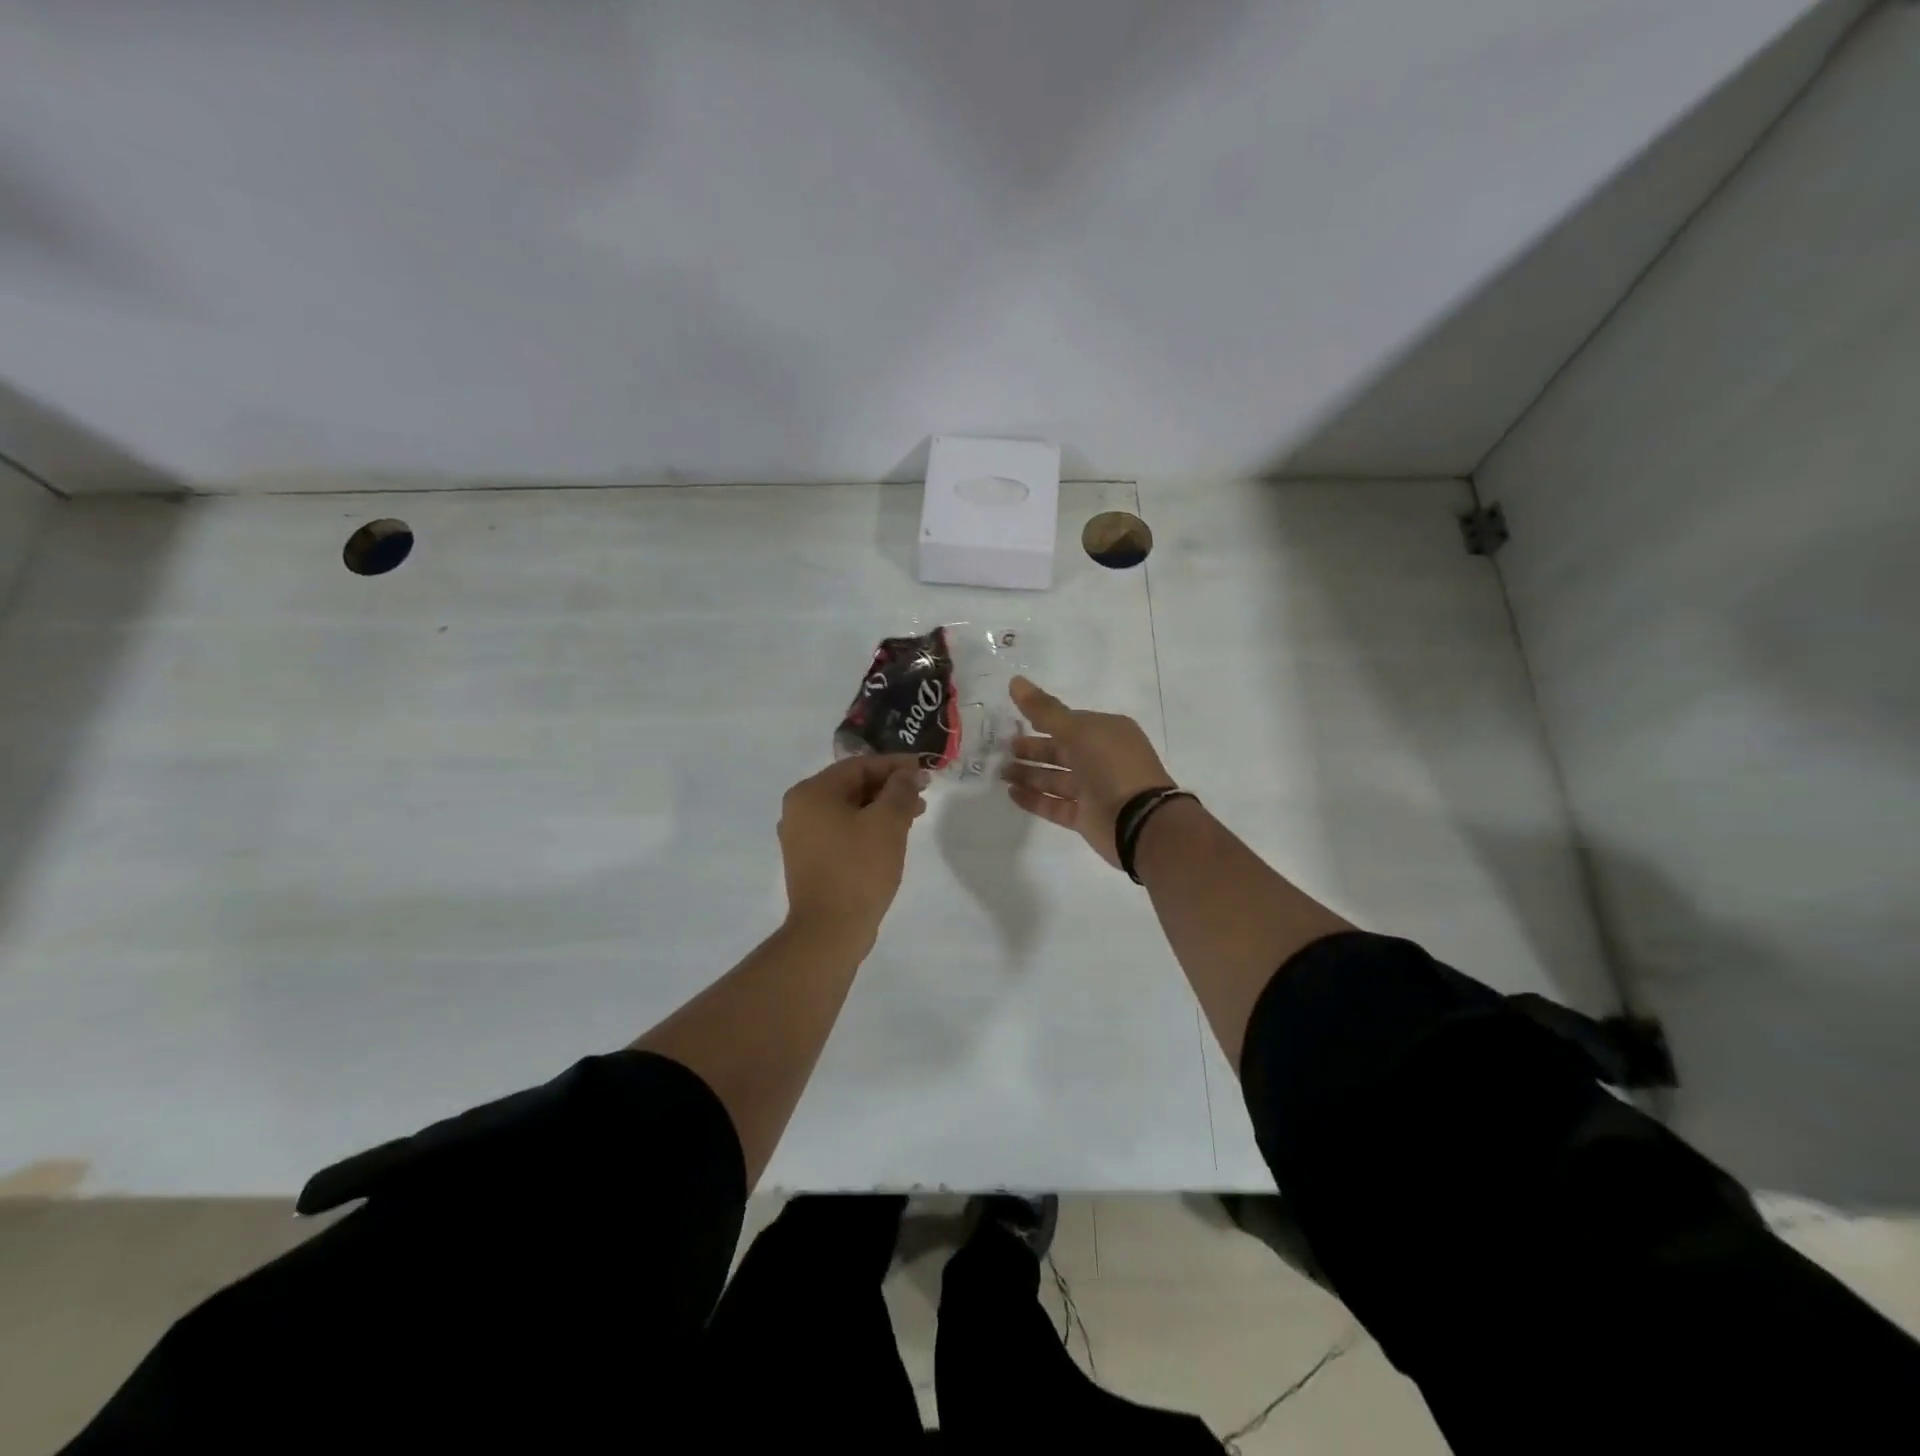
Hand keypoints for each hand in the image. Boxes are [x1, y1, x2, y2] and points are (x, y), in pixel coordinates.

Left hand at [778, 755, 928, 947]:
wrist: (830, 931)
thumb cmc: (858, 869)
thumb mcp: (887, 823)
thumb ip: (901, 790)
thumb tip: (910, 774)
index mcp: (811, 793)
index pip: (859, 766)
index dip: (895, 765)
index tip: (925, 769)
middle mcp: (800, 809)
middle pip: (852, 786)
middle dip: (890, 787)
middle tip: (923, 794)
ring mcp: (802, 837)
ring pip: (849, 810)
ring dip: (882, 808)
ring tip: (915, 815)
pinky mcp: (811, 860)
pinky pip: (843, 831)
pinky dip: (868, 827)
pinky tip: (893, 836)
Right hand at [1002, 676, 1174, 868]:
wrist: (1137, 819)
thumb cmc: (1111, 765)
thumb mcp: (1077, 729)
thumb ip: (1044, 709)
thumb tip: (1015, 680)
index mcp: (1107, 733)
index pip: (1070, 723)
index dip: (1043, 721)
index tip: (1015, 722)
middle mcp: (1102, 760)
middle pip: (1060, 752)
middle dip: (1032, 750)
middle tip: (1003, 749)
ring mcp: (1095, 790)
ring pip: (1056, 779)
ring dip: (1029, 774)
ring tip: (1001, 772)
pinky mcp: (1086, 817)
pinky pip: (1055, 805)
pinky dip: (1034, 799)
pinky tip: (1011, 794)